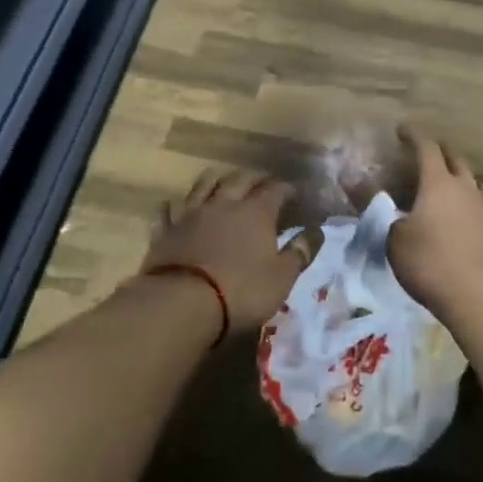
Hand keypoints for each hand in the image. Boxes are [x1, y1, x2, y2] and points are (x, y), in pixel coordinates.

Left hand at [143, 169, 309, 334]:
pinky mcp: (166, 230)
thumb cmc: (241, 291)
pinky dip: (177, 205)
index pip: (276, 190)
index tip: (297, 193)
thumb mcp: (281, 277)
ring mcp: (192, 213)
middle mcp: (224, 203)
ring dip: (217, 179)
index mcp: (256, 212)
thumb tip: (317, 230)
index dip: (288, 189)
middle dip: (255, 177)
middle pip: (241, 179)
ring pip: (204, 184)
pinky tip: (178, 206)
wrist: (181, 303)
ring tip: (224, 182)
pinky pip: (169, 209)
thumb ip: (300, 252)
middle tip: (264, 182)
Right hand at [387, 129, 482, 324]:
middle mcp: (466, 189)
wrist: (477, 295)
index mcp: (438, 183)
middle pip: (456, 161)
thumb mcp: (391, 235)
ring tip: (458, 179)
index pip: (426, 148)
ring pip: (479, 185)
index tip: (403, 130)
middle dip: (442, 152)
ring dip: (467, 179)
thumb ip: (373, 204)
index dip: (414, 136)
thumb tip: (348, 178)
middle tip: (430, 151)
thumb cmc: (428, 261)